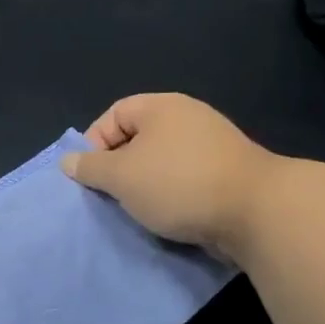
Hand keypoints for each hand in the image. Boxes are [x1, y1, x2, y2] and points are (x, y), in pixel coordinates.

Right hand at [61, 94, 277, 257]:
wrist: (255, 212)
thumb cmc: (177, 184)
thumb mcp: (121, 176)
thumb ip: (90, 168)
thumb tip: (69, 161)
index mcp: (161, 107)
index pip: (113, 115)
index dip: (94, 143)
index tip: (89, 176)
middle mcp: (187, 119)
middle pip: (137, 139)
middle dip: (118, 169)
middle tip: (108, 196)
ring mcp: (210, 146)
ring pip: (160, 163)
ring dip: (143, 187)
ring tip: (135, 210)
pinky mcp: (225, 174)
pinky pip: (184, 180)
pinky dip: (170, 197)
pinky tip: (165, 216)